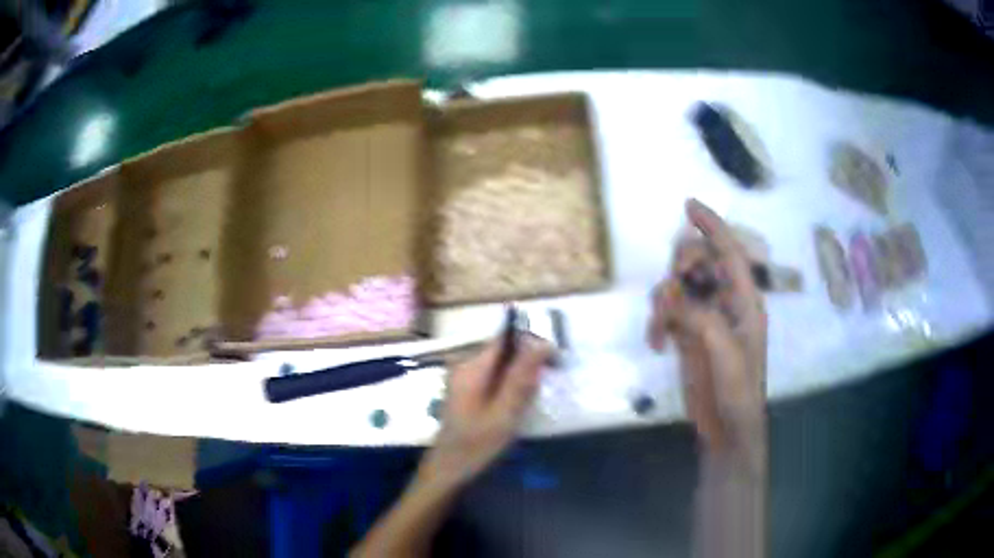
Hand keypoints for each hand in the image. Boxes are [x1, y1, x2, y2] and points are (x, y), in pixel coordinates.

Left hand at [418, 335, 552, 488]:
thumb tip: (543, 342)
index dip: (531, 343)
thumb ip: (521, 378)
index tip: (553, 358)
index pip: (506, 339)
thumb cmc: (477, 444)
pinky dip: (507, 386)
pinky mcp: (465, 388)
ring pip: (501, 365)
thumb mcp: (505, 413)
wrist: (449, 468)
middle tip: (539, 389)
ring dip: (518, 377)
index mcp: (472, 367)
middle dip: (526, 364)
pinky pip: (493, 376)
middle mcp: (464, 364)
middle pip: (504, 351)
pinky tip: (512, 406)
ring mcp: (463, 376)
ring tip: (525, 401)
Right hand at [648, 199, 767, 463]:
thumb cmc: (738, 393)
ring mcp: (705, 318)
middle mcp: (725, 302)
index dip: (712, 226)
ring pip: (678, 285)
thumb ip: (703, 320)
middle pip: (699, 262)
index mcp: (745, 301)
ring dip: (663, 301)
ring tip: (661, 330)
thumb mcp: (727, 356)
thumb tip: (672, 298)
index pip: (730, 252)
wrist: (726, 429)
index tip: (688, 205)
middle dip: (680, 269)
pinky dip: (658, 322)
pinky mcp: (688, 334)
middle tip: (671, 295)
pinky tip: (657, 344)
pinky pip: (667, 311)